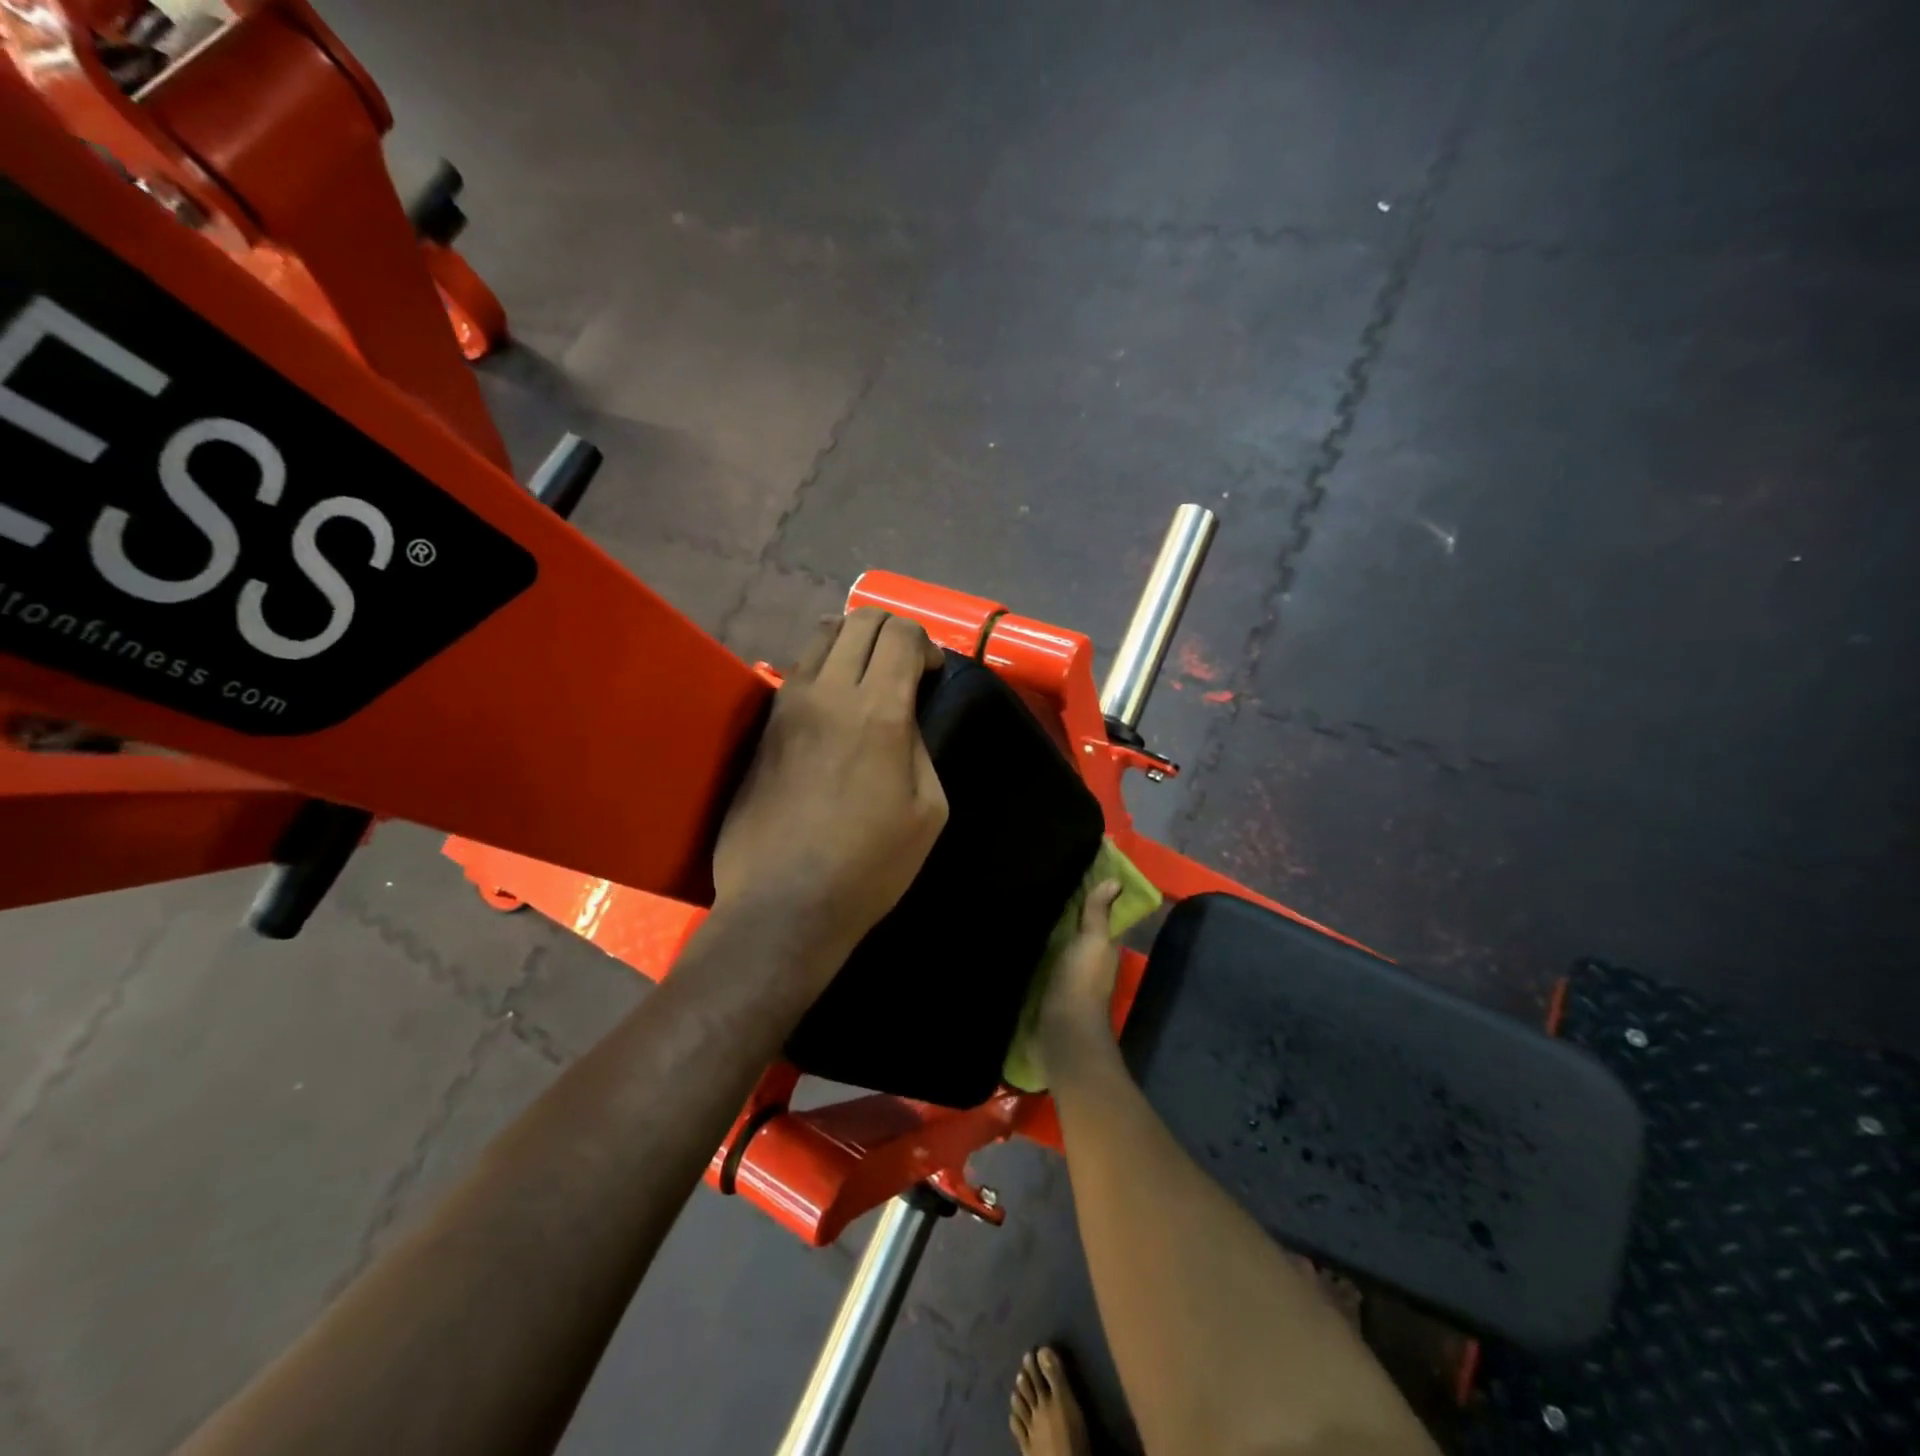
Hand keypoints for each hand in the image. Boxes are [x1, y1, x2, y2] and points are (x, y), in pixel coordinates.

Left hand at [711, 609, 948, 982]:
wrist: (784, 902)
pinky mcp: (763, 724)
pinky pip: (799, 669)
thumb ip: (920, 746)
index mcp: (878, 712)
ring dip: (853, 642)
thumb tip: (903, 717)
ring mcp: (788, 704)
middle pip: (860, 619)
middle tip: (904, 668)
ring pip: (822, 635)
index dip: (925, 644)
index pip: (902, 634)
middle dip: (892, 631)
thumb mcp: (928, 810)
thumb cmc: (870, 866)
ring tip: (866, 679)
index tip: (931, 675)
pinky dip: (825, 668)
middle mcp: (828, 691)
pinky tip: (834, 705)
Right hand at [1037, 879, 1122, 1075]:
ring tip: (1021, 905)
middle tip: (1039, 884)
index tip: (1071, 872)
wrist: (1060, 1032)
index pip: (1098, 918)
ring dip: (1045, 932)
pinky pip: (1040, 964)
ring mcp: (1065, 978)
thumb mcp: (1093, 941)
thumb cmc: (1081, 981)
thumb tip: (1116, 880)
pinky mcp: (1044, 991)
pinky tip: (1014, 937)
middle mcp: (1086, 962)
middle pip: (1075, 932)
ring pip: (1057, 948)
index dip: (1089, 898)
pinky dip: (1032, 952)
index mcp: (1102, 949)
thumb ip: (1099, 914)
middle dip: (1063, 914)